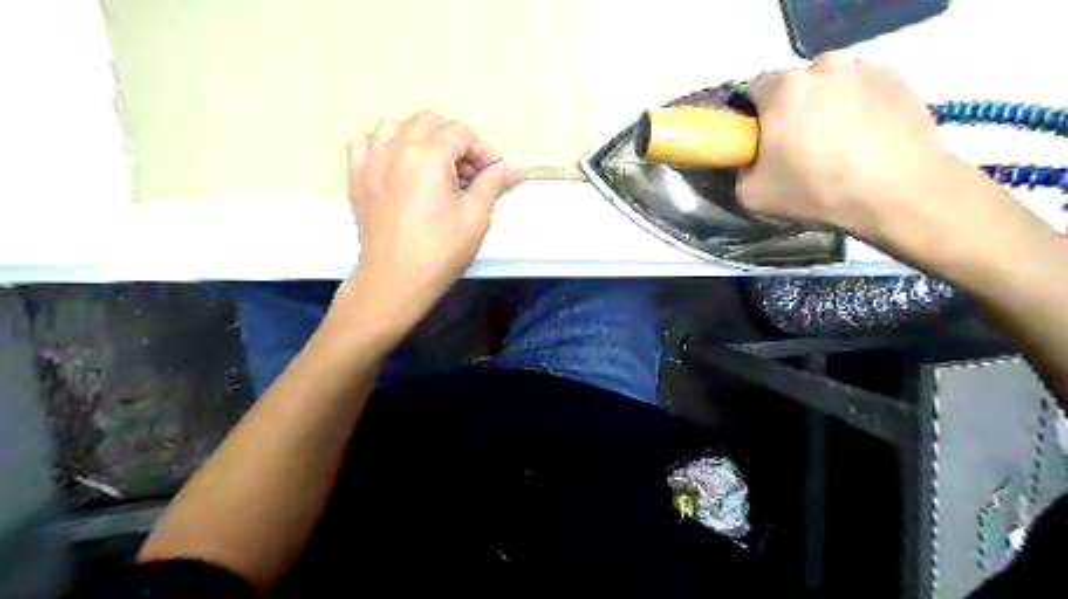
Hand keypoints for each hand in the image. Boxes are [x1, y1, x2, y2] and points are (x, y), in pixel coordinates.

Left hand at [338, 115, 511, 329]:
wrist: (395, 280)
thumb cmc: (439, 252)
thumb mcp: (475, 218)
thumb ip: (491, 185)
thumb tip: (506, 171)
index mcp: (428, 155)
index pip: (461, 134)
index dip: (483, 151)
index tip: (495, 173)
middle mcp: (397, 148)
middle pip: (430, 124)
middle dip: (455, 142)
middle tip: (470, 173)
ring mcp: (372, 161)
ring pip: (397, 127)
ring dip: (422, 138)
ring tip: (436, 165)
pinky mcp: (357, 177)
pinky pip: (367, 144)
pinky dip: (386, 146)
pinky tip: (399, 164)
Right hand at [740, 52, 974, 243]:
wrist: (898, 192)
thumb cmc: (818, 190)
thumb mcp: (753, 195)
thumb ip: (740, 171)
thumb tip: (748, 162)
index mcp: (783, 89)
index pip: (753, 91)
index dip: (752, 118)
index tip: (760, 143)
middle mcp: (823, 67)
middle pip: (794, 86)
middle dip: (790, 111)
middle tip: (797, 148)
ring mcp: (864, 69)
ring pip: (829, 86)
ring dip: (824, 107)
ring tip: (835, 145)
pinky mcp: (897, 78)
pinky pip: (861, 90)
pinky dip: (857, 108)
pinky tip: (863, 141)